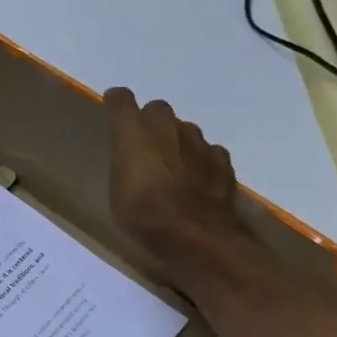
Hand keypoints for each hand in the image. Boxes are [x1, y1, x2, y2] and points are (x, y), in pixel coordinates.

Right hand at [104, 88, 245, 270]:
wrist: (195, 235)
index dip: (118, 101)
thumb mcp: (117, 191)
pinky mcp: (222, 161)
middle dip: (150, 120)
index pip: (123, 102)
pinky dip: (201, 159)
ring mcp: (199, 143)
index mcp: (134, 134)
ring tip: (172, 163)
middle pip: (158, 109)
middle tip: (144, 142)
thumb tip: (131, 156)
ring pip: (185, 129)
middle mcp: (167, 129)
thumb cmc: (142, 214)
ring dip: (177, 139)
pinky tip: (197, 177)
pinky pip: (209, 150)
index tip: (113, 102)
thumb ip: (124, 164)